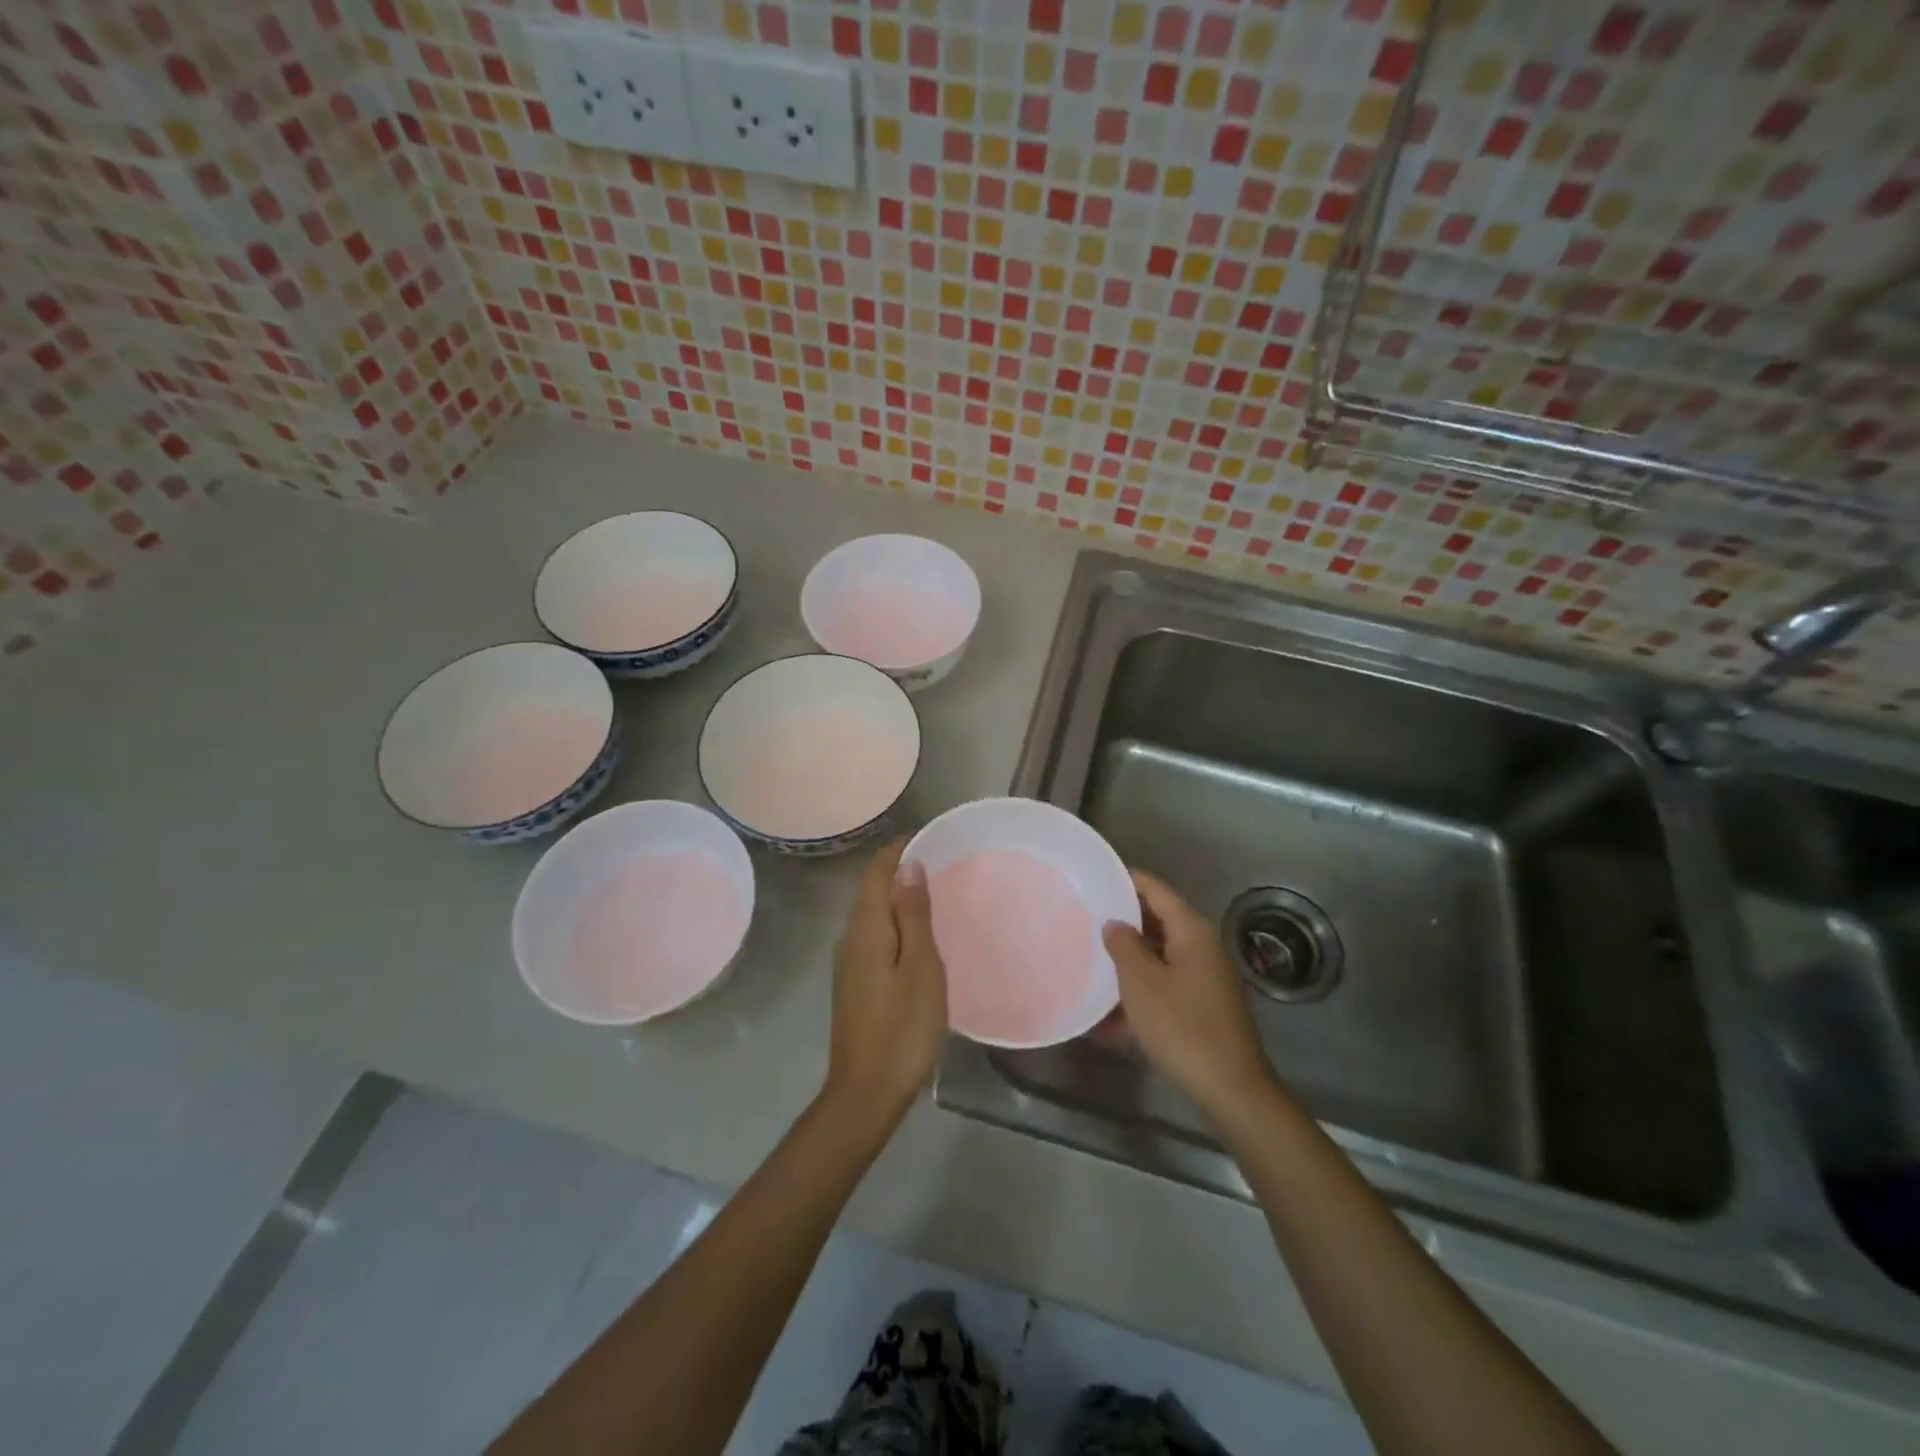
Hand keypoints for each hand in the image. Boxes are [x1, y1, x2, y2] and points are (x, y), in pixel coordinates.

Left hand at [822, 837, 948, 1126]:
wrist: (866, 1093)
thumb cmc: (903, 1028)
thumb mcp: (920, 968)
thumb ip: (913, 916)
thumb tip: (907, 867)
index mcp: (866, 930)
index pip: (876, 874)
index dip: (896, 851)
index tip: (924, 835)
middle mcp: (850, 939)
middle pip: (871, 891)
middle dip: (897, 869)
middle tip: (935, 858)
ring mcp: (849, 964)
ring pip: (871, 915)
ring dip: (895, 896)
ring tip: (929, 890)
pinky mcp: (854, 984)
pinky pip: (873, 936)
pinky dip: (893, 922)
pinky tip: (914, 933)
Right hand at [1103, 870, 1275, 1122]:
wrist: (1230, 1088)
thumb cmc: (1181, 1026)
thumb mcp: (1141, 982)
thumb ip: (1123, 945)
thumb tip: (1114, 923)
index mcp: (1192, 931)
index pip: (1155, 890)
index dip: (1126, 880)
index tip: (1096, 876)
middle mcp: (1203, 946)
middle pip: (1157, 922)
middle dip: (1123, 923)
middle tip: (1085, 919)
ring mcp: (1206, 977)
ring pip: (1159, 957)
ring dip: (1128, 963)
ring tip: (1092, 964)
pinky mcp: (1204, 1005)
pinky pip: (1166, 986)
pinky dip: (1141, 992)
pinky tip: (1110, 1019)